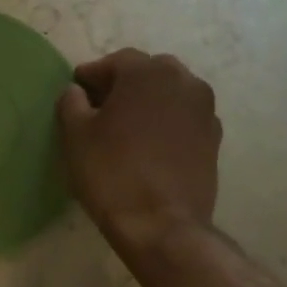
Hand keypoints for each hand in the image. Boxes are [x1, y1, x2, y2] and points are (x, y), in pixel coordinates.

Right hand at [58, 49, 221, 256]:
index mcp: (147, 72)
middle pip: (147, 72)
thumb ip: (71, 102)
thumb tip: (77, 92)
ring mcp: (204, 109)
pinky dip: (166, 122)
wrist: (161, 224)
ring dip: (148, 101)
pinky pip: (184, 117)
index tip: (75, 92)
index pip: (114, 61)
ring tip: (126, 127)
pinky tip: (149, 145)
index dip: (91, 76)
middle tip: (100, 107)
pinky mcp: (214, 138)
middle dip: (123, 84)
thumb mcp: (75, 134)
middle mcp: (183, 80)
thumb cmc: (111, 172)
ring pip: (169, 93)